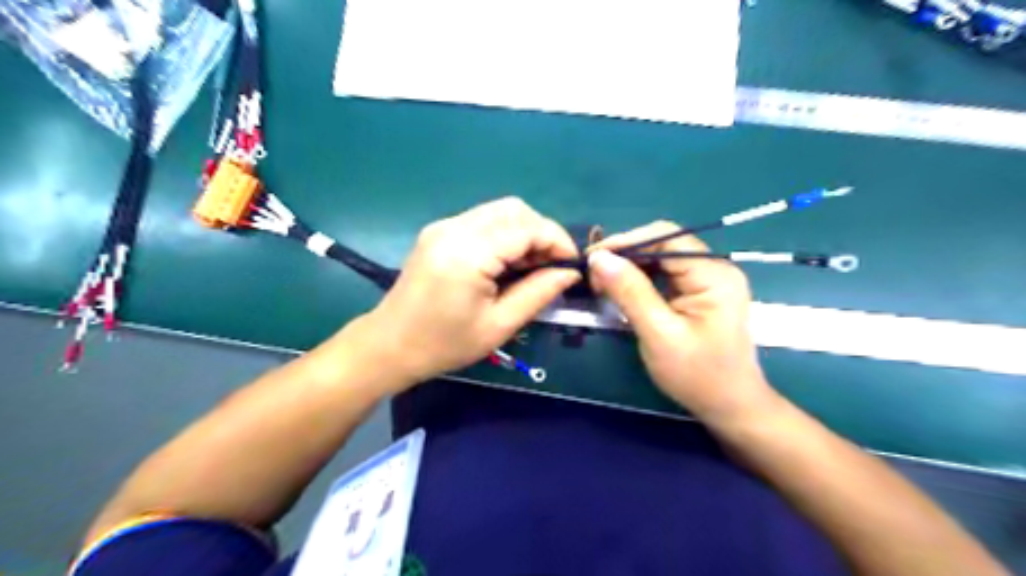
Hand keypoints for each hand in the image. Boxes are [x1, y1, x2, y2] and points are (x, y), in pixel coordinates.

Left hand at [355, 197, 580, 389]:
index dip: (557, 242)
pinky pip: (483, 220)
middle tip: (550, 267)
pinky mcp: (439, 231)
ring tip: (530, 266)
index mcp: (468, 253)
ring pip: (500, 211)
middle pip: (515, 209)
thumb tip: (570, 273)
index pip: (527, 227)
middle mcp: (454, 228)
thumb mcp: (499, 325)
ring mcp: (443, 225)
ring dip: (524, 232)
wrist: (390, 345)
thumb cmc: (445, 344)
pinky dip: (505, 234)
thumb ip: (539, 293)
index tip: (572, 266)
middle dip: (542, 233)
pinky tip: (506, 262)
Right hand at [590, 220, 774, 421]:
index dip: (626, 242)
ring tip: (602, 282)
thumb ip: (630, 292)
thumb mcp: (659, 334)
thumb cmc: (698, 375)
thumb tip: (599, 258)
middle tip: (593, 275)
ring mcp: (708, 280)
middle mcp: (714, 268)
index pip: (666, 238)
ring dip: (630, 267)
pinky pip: (664, 274)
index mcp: (714, 274)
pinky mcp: (699, 293)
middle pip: (663, 245)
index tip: (592, 258)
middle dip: (626, 255)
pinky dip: (640, 279)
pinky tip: (622, 290)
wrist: (729, 406)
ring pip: (661, 258)